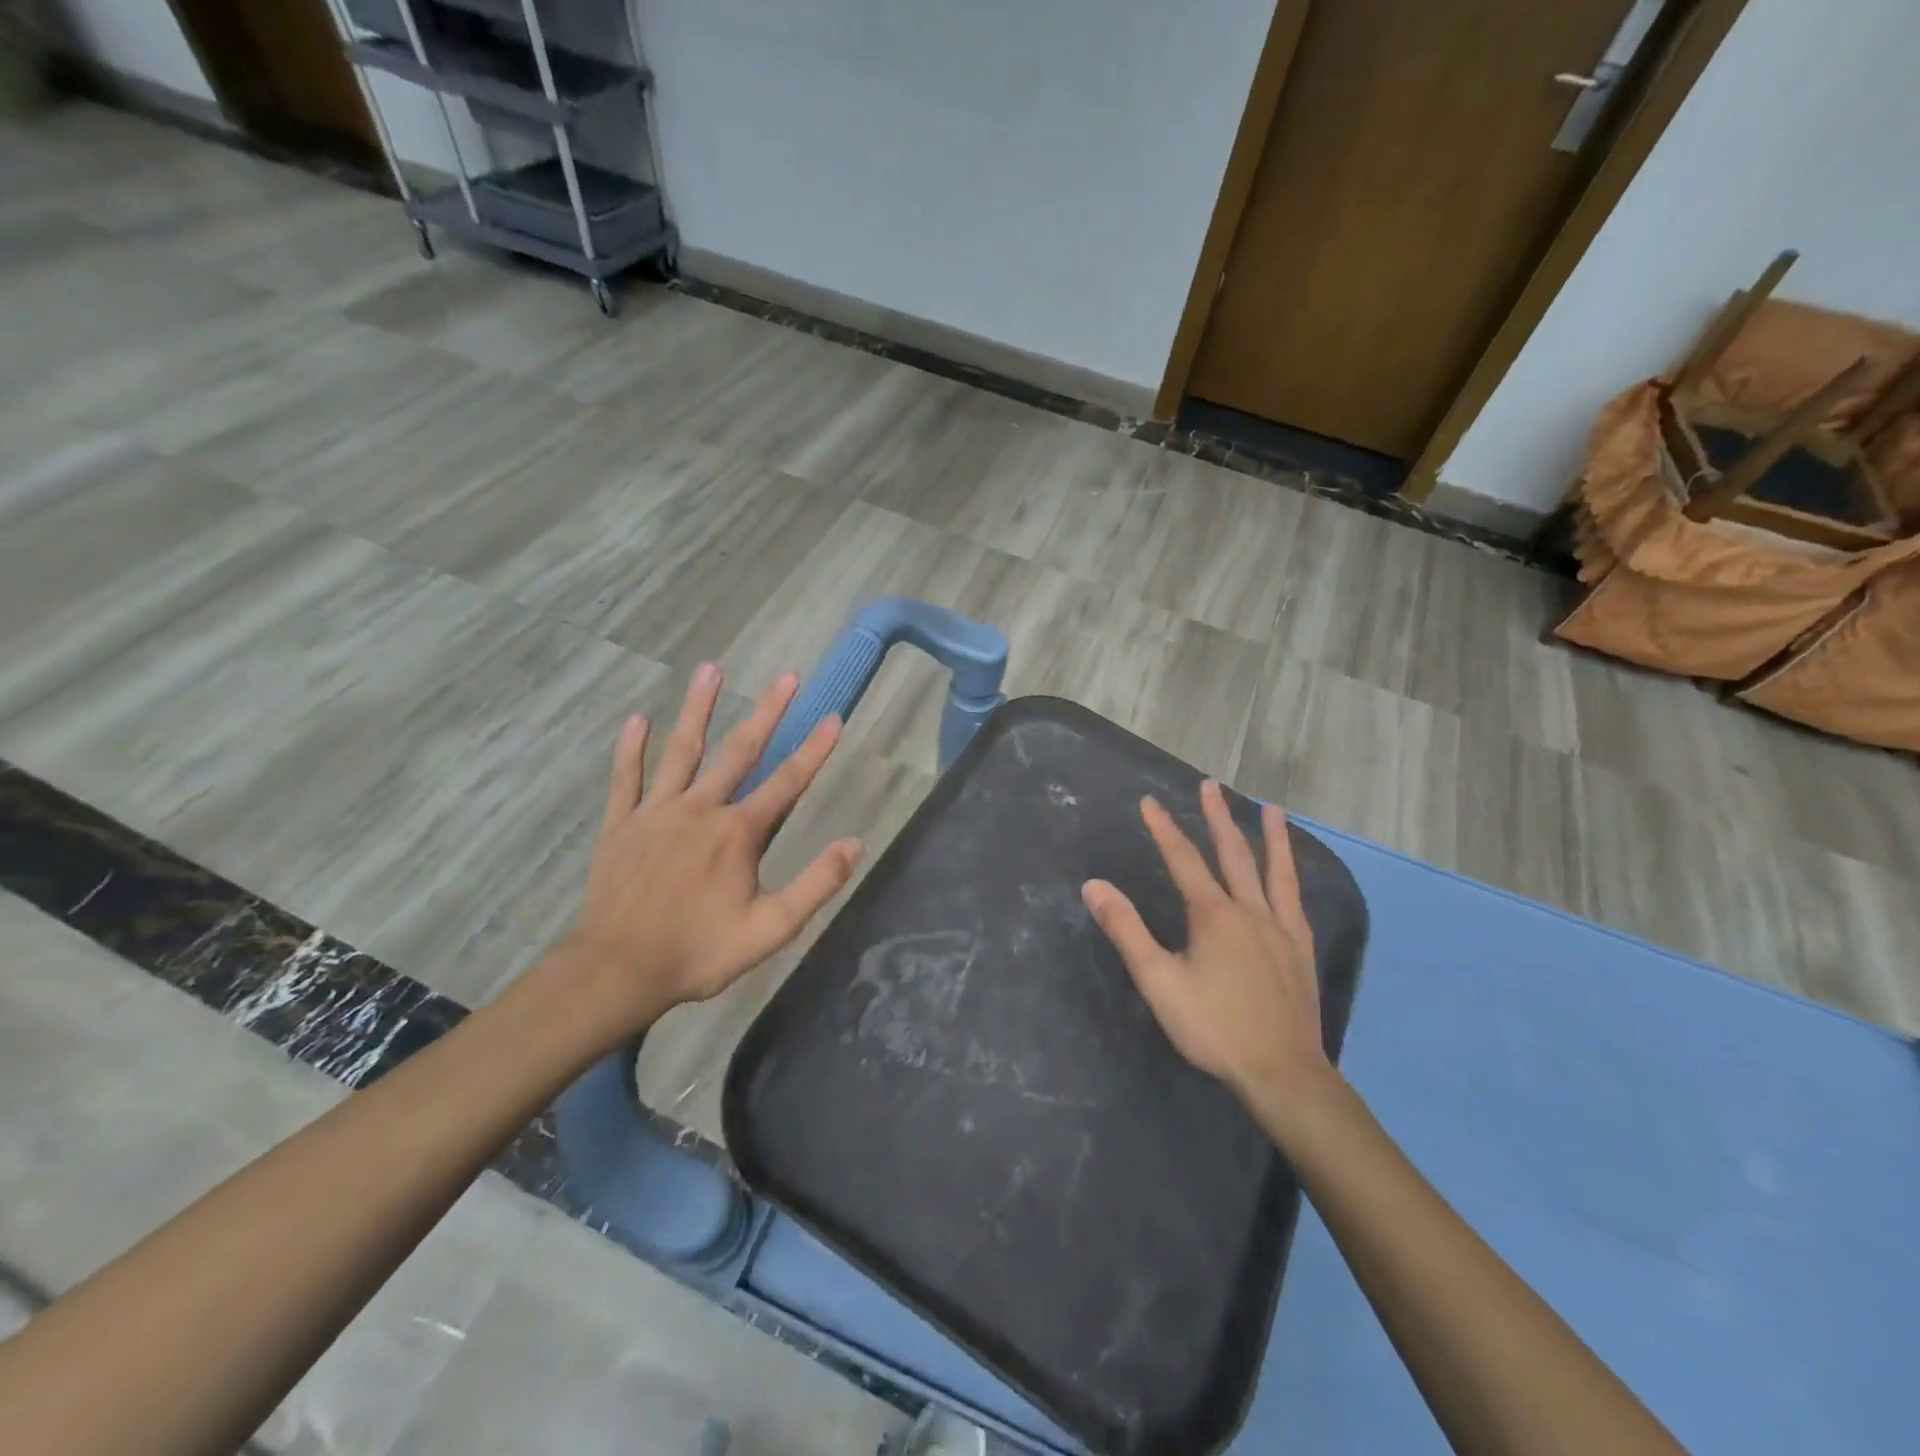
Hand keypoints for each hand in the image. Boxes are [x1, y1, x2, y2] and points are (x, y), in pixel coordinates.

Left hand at [558, 663, 862, 1037]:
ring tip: (710, 669)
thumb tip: (856, 843)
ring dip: (698, 709)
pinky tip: (638, 719)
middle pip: (740, 751)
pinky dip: (632, 749)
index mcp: (739, 833)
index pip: (787, 783)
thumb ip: (816, 884)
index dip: (814, 750)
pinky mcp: (620, 825)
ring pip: (681, 751)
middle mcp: (700, 809)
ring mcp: (656, 813)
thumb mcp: (772, 928)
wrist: (618, 971)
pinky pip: (626, 779)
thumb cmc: (699, 951)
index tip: (833, 717)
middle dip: (767, 712)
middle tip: (786, 676)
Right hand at [1082, 781, 1331, 1110]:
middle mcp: (1250, 910)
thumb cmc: (1213, 1026)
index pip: (1182, 859)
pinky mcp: (1301, 949)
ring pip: (1275, 871)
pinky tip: (1291, 873)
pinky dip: (1291, 876)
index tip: (1148, 801)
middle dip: (1217, 817)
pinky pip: (1295, 900)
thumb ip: (1126, 930)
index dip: (1163, 828)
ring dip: (1270, 836)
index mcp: (1213, 915)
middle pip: (1232, 853)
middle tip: (1209, 786)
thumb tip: (1094, 886)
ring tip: (1271, 808)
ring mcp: (1281, 928)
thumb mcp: (1158, 980)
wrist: (1282, 1071)